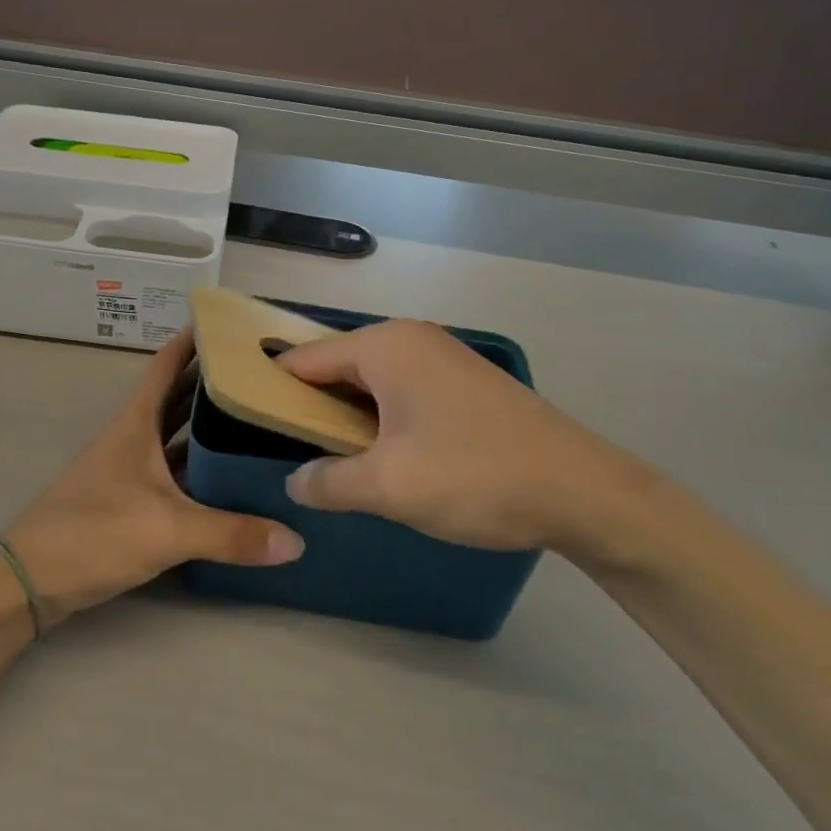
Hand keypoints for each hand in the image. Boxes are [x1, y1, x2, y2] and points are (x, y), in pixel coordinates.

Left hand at [1, 330, 303, 628]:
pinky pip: (174, 471)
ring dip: (208, 426)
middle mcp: (134, 436)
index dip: (192, 341)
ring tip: (255, 418)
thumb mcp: (168, 531)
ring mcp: (130, 468)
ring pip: (176, 436)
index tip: (228, 324)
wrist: (31, 579)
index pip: (166, 366)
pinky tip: (229, 476)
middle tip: (261, 374)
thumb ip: (231, 535)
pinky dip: (199, 467)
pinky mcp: (129, 499)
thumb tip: (296, 541)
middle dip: (213, 382)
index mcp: (137, 423)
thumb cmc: (95, 533)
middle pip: (177, 397)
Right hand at [279, 321, 680, 557]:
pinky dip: (380, 418)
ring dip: (347, 418)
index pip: (305, 360)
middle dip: (310, 407)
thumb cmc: (475, 476)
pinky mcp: (465, 384)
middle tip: (285, 449)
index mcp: (385, 346)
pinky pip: (402, 392)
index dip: (271, 389)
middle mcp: (411, 339)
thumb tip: (294, 483)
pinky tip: (379, 455)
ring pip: (371, 383)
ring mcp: (442, 358)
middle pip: (338, 367)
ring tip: (327, 459)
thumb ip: (328, 482)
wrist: (584, 491)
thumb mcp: (389, 486)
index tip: (246, 420)